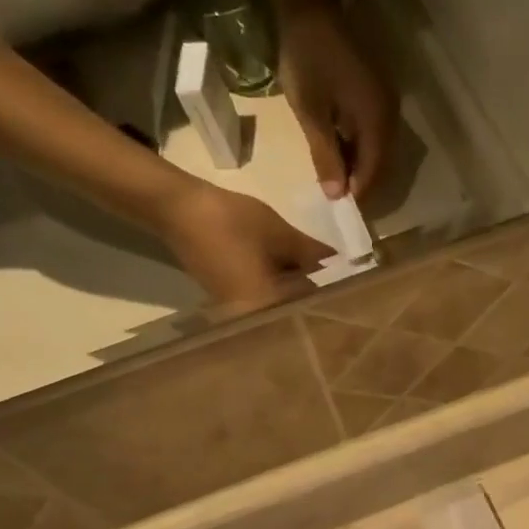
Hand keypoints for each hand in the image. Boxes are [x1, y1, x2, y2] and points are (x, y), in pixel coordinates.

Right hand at [161, 182, 331, 311]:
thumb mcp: (281, 235)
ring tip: (321, 274)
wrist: (176, 208)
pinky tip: (291, 272)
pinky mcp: (228, 300)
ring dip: (296, 291)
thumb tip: (337, 262)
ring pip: (277, 306)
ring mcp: (237, 313)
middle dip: (314, 294)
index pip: (309, 310)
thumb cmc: (231, 222)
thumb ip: (313, 253)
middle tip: (338, 279)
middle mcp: (251, 320)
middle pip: (293, 312)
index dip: (330, 296)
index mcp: (266, 309)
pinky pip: (262, 299)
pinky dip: (277, 287)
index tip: (351, 286)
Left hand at [280, 6, 398, 199]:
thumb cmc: (307, 57)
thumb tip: (337, 196)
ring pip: (379, 148)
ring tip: (336, 176)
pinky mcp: (380, 93)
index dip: (358, 194)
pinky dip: (361, 146)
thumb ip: (326, 156)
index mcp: (377, 121)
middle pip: (382, 163)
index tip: (338, 209)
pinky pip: (376, 132)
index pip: (374, 172)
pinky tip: (341, 148)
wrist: (312, 3)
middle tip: (336, 196)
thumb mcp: (311, 112)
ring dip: (361, 165)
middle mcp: (391, 115)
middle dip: (361, 182)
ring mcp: (388, 102)